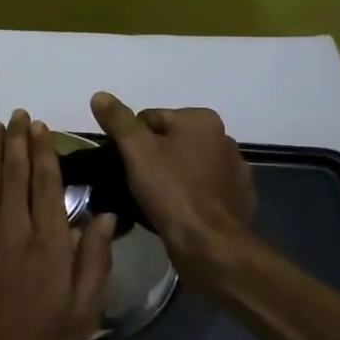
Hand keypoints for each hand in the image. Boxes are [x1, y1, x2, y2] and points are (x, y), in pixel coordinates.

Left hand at [0, 111, 114, 339]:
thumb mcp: (82, 314)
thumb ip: (93, 261)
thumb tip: (101, 214)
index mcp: (49, 245)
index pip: (46, 184)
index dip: (43, 152)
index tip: (41, 128)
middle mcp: (14, 229)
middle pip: (16, 173)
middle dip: (18, 141)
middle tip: (19, 116)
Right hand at [90, 92, 256, 257]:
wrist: (209, 244)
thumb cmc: (171, 191)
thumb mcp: (136, 151)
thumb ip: (118, 120)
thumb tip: (100, 95)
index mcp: (202, 120)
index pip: (150, 119)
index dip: (131, 142)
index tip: (126, 165)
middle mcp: (224, 138)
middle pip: (170, 141)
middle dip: (152, 158)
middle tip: (136, 183)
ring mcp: (235, 170)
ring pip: (187, 165)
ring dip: (171, 176)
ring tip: (154, 199)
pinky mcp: (239, 198)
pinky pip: (203, 188)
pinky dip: (189, 194)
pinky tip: (177, 211)